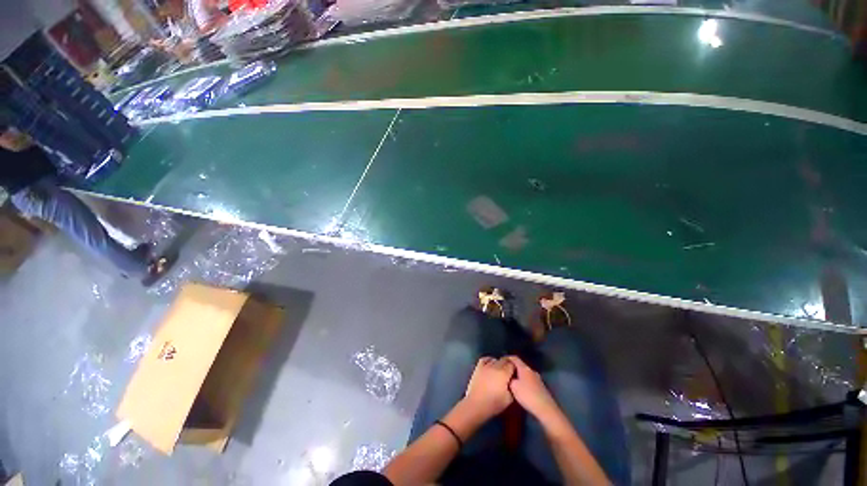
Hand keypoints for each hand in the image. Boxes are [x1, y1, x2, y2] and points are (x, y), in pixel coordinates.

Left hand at [463, 357, 515, 419]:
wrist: (476, 404)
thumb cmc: (494, 403)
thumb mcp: (509, 399)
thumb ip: (513, 388)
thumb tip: (512, 383)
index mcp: (504, 373)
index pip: (512, 364)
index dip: (515, 368)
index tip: (515, 373)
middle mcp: (495, 366)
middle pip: (504, 360)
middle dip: (508, 365)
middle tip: (509, 373)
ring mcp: (486, 365)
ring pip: (495, 359)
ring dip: (499, 363)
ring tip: (500, 370)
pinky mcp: (478, 367)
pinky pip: (485, 359)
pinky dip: (489, 360)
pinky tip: (490, 365)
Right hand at [505, 356, 561, 423]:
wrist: (546, 409)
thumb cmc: (528, 396)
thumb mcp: (513, 387)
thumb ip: (509, 379)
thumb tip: (508, 376)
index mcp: (524, 368)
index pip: (514, 358)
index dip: (507, 358)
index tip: (500, 361)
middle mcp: (532, 371)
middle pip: (520, 365)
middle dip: (512, 368)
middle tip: (505, 372)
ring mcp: (537, 379)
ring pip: (525, 373)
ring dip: (518, 375)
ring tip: (511, 381)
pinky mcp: (541, 387)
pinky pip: (529, 380)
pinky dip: (524, 382)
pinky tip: (521, 389)